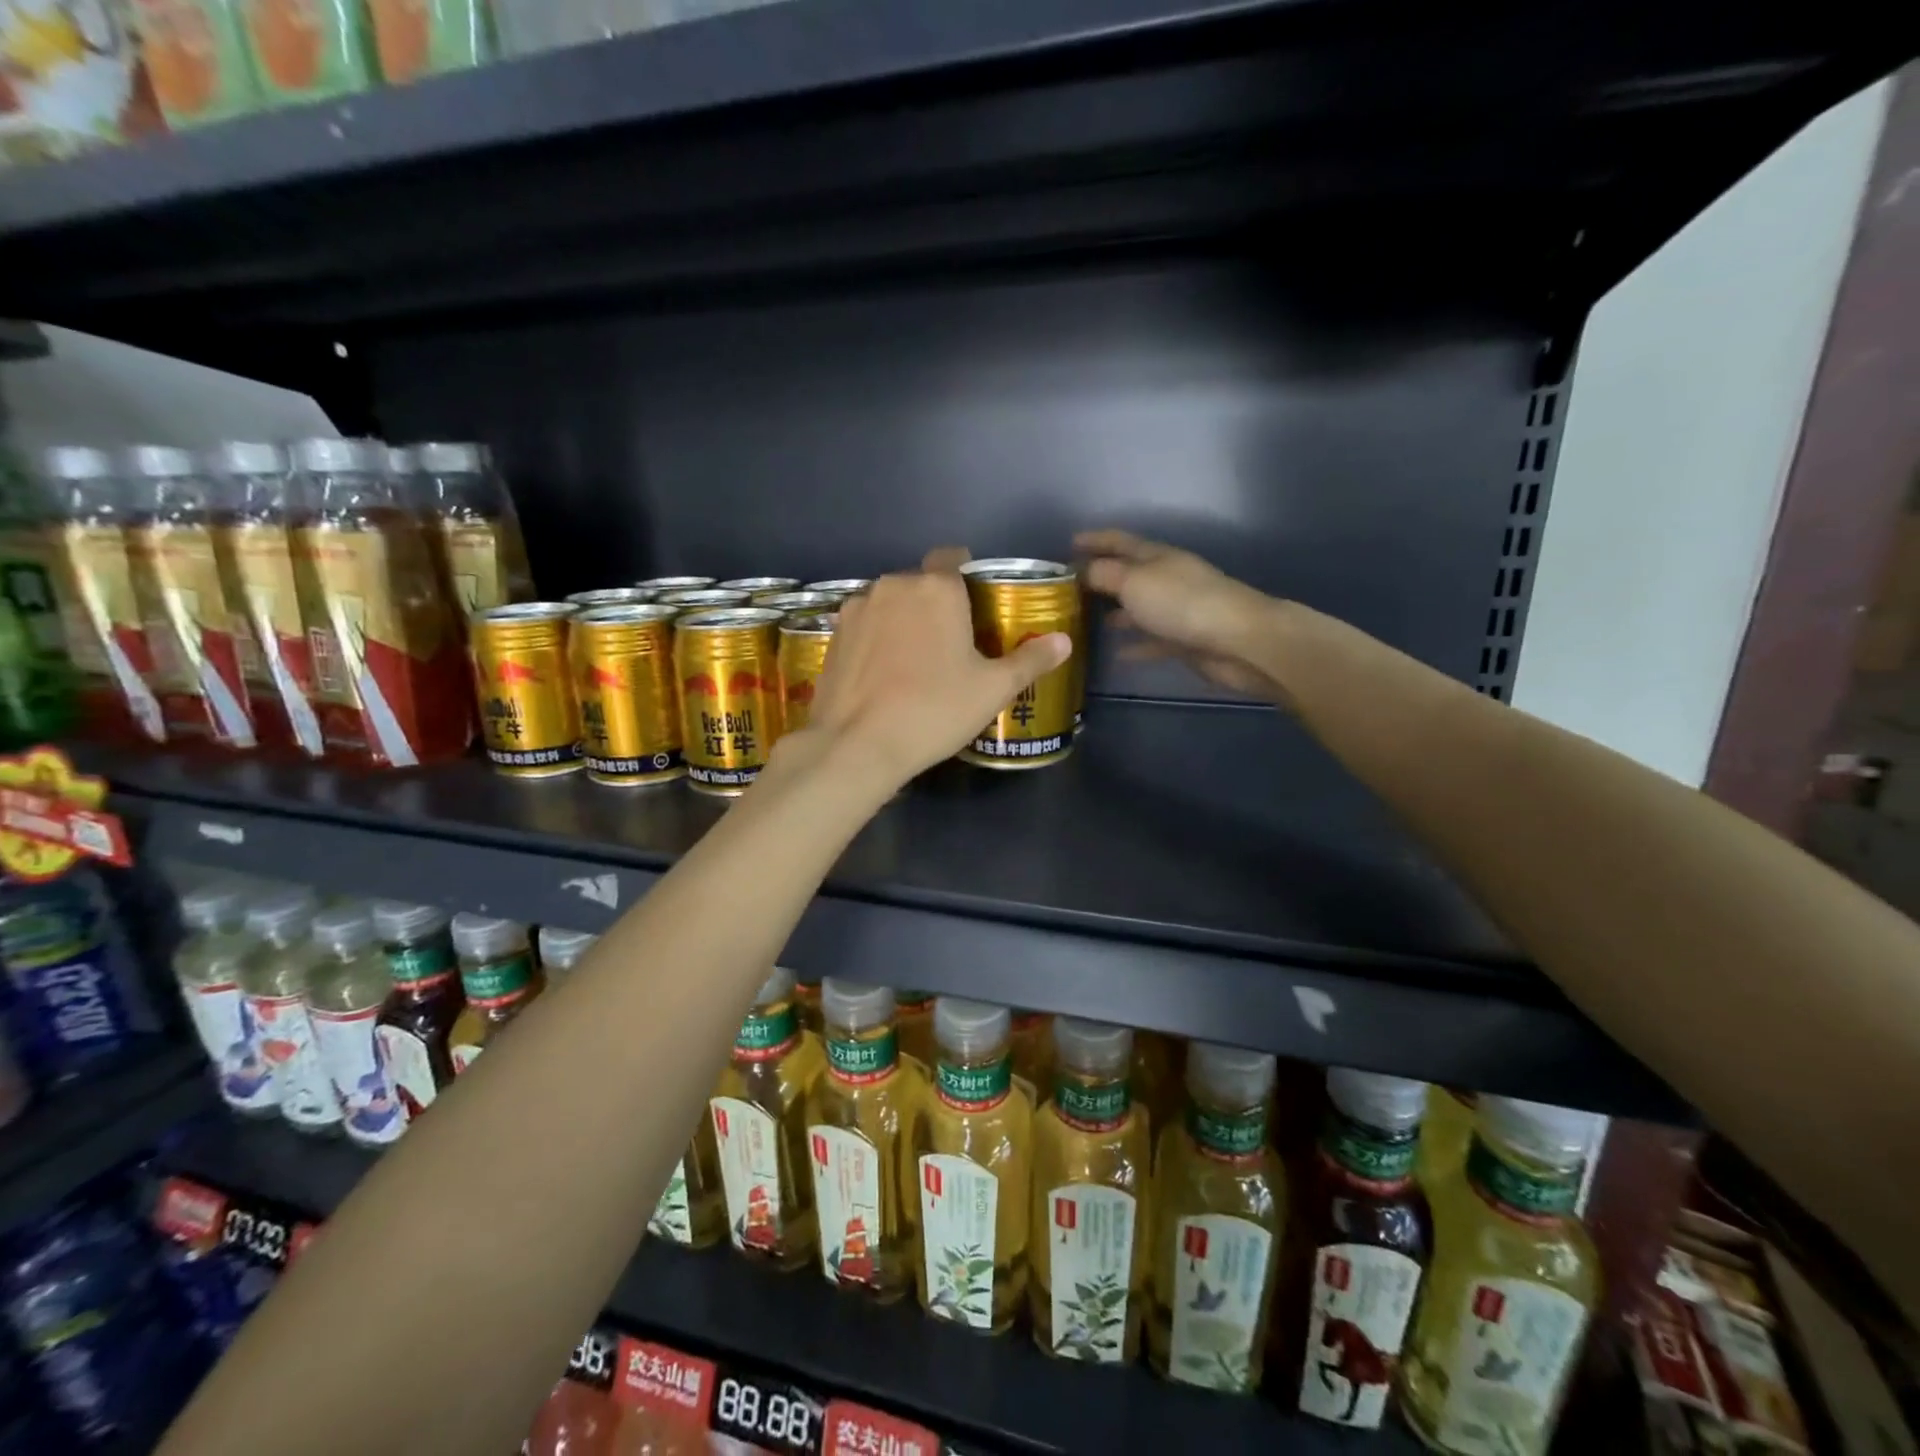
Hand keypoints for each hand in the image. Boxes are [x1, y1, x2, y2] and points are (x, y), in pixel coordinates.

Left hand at [804, 565, 1070, 786]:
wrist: (858, 745)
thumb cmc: (935, 710)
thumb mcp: (993, 689)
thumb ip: (1030, 660)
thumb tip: (1064, 641)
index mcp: (936, 588)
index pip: (953, 557)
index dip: (967, 577)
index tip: (975, 609)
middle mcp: (893, 585)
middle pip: (921, 583)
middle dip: (936, 604)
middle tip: (951, 645)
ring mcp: (857, 608)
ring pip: (890, 603)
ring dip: (903, 620)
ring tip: (914, 662)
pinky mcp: (833, 635)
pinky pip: (865, 626)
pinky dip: (876, 639)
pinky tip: (883, 675)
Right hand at [1074, 529, 1282, 698]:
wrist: (1238, 641)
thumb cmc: (1182, 603)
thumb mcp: (1134, 582)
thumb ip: (1104, 574)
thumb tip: (1082, 570)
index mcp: (1156, 557)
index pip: (1120, 542)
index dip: (1095, 540)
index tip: (1069, 543)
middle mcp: (1166, 579)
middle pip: (1128, 574)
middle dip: (1101, 577)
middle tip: (1070, 588)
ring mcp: (1177, 610)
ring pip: (1138, 608)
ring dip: (1115, 612)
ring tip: (1085, 621)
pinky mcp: (1184, 640)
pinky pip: (1152, 640)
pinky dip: (1135, 644)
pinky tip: (1117, 653)